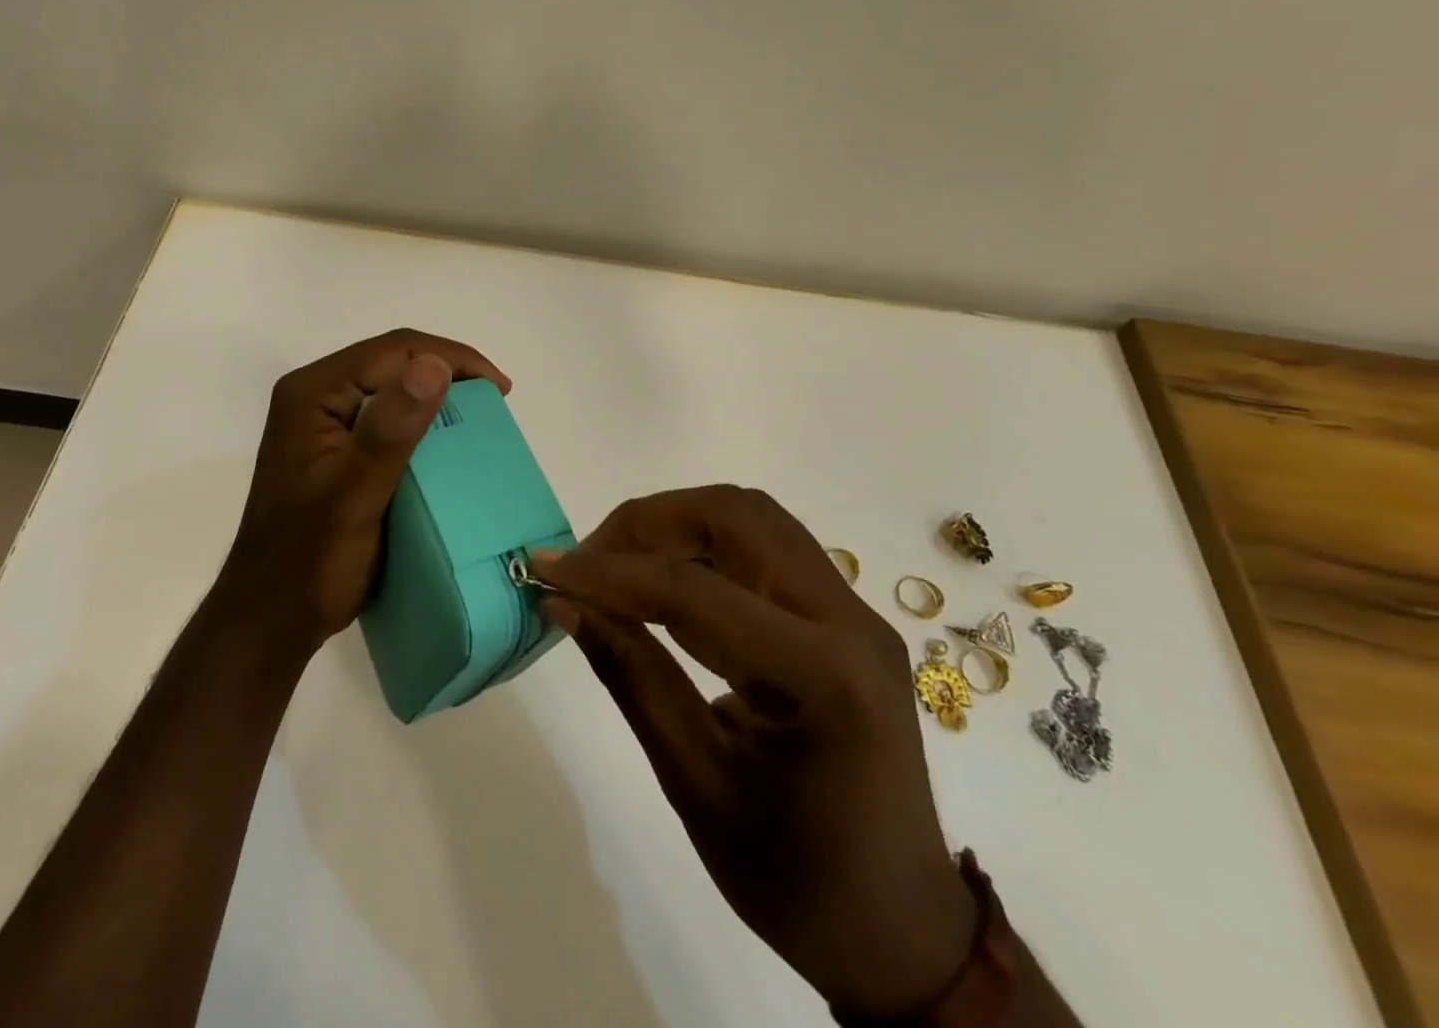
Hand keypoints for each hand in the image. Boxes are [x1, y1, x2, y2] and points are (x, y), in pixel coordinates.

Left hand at [215, 328, 511, 655]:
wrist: (272, 617)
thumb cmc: (311, 559)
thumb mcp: (356, 494)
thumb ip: (391, 429)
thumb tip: (435, 363)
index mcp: (312, 393)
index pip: (393, 350)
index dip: (451, 358)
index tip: (499, 389)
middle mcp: (314, 396)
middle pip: (392, 362)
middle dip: (447, 373)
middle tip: (496, 403)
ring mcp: (322, 422)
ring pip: (392, 387)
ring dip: (437, 397)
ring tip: (480, 418)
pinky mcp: (335, 447)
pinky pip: (386, 417)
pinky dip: (421, 423)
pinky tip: (447, 443)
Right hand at [532, 486, 975, 1018]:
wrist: (902, 931)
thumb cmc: (798, 881)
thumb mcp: (697, 785)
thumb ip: (631, 678)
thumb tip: (564, 603)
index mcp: (825, 679)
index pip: (696, 593)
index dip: (611, 574)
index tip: (547, 569)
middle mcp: (850, 622)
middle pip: (737, 517)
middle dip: (650, 523)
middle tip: (589, 560)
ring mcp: (854, 612)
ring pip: (751, 519)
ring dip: (676, 525)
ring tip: (616, 565)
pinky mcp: (843, 616)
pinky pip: (764, 548)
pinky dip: (702, 548)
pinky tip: (661, 584)